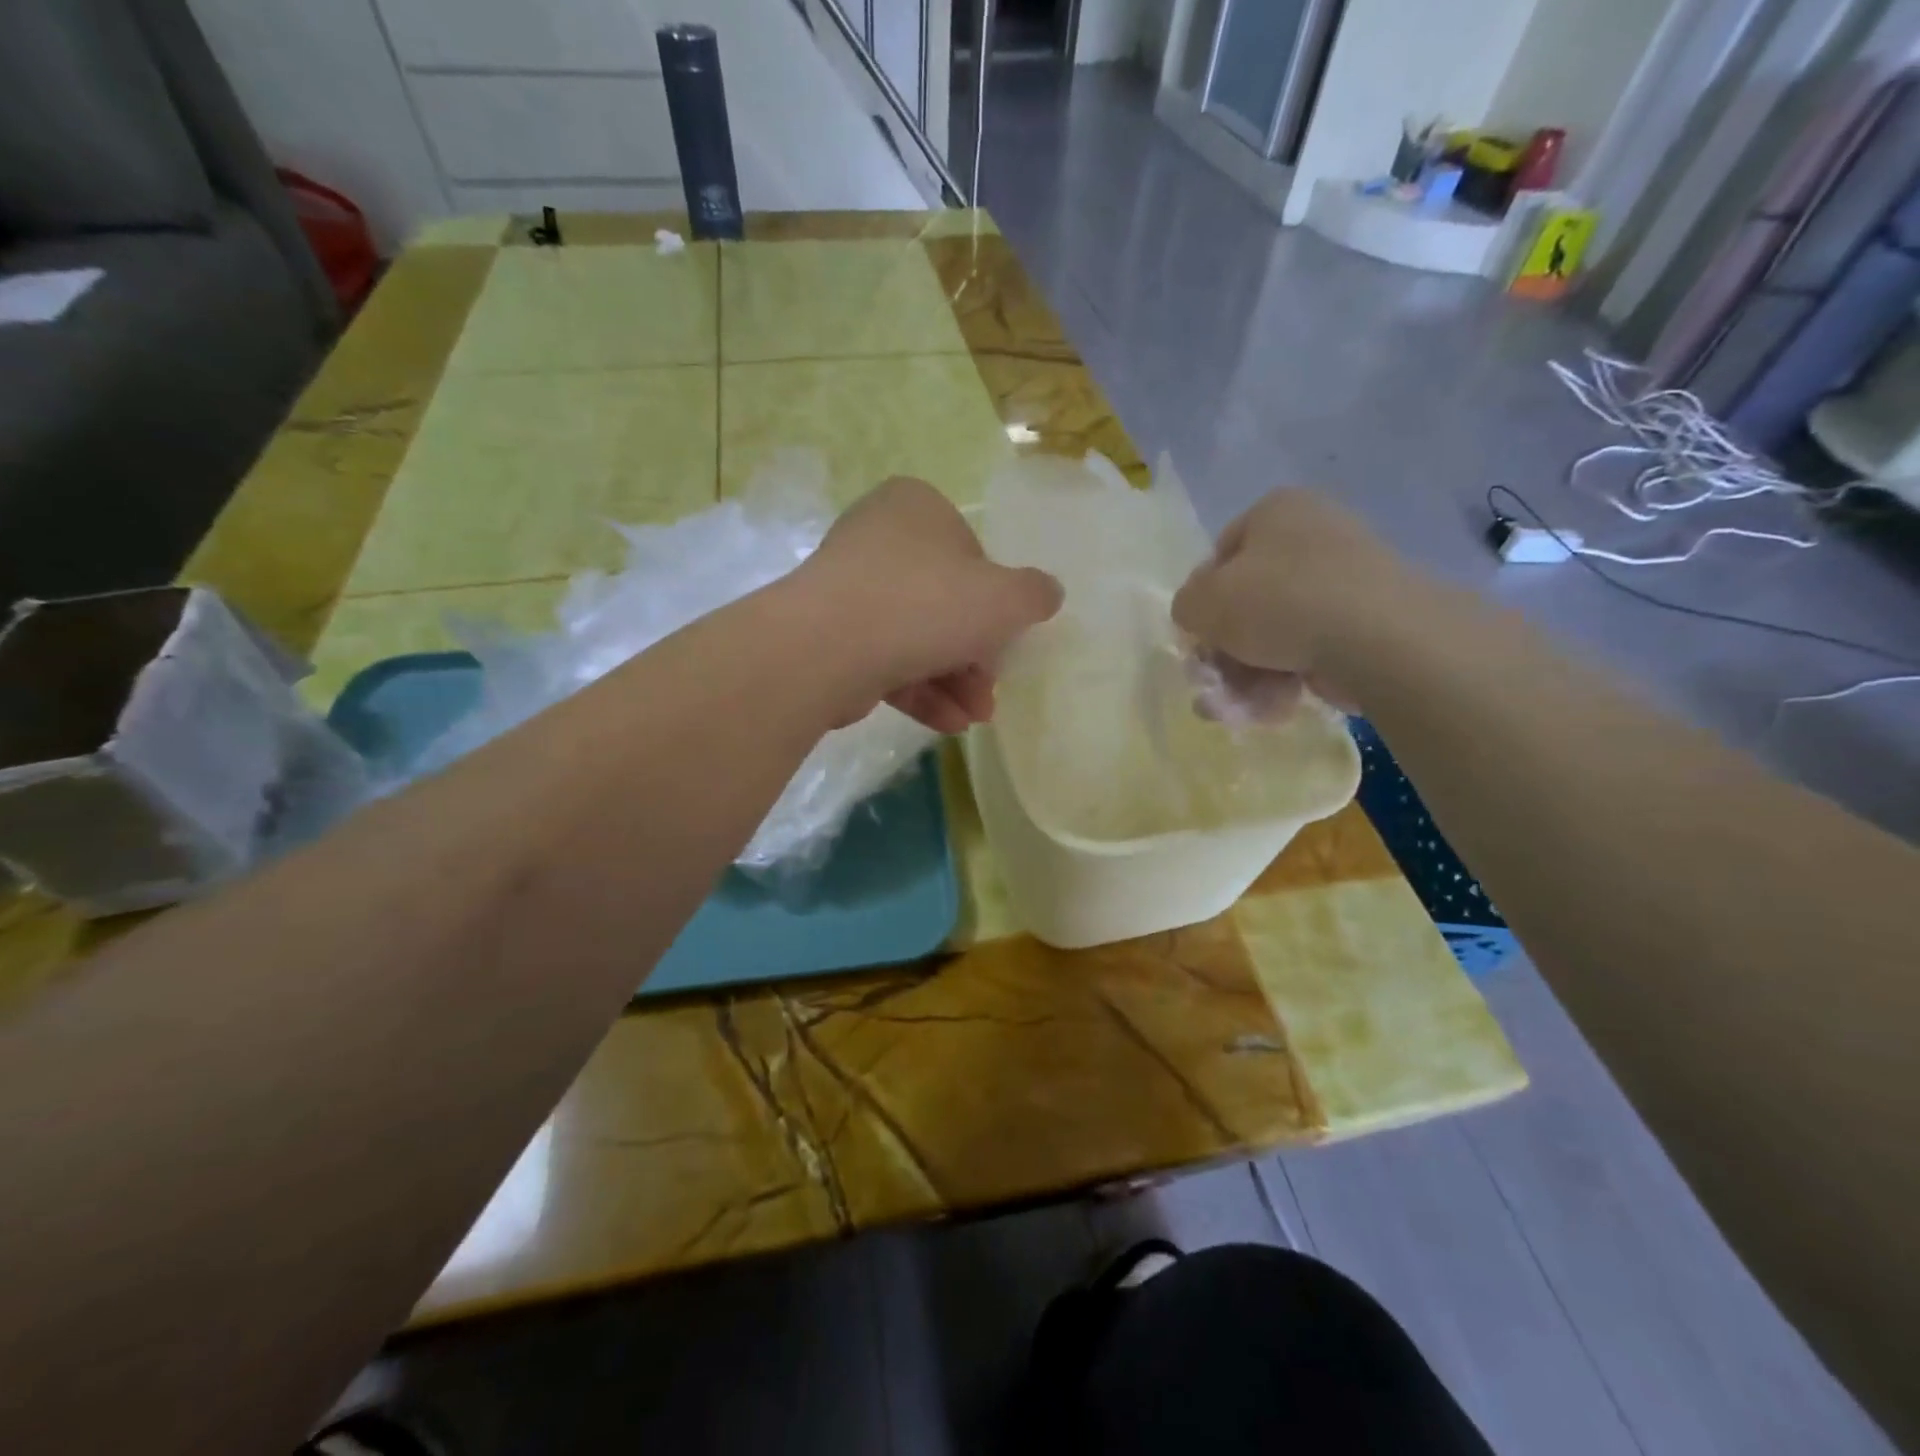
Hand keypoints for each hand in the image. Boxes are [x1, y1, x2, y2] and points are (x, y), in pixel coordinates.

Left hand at [800, 477, 1063, 732]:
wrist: (829, 647)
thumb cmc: (926, 604)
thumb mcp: (1004, 598)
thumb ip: (1034, 594)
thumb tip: (1047, 594)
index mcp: (916, 507)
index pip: (970, 554)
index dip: (994, 602)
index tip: (1005, 639)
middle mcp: (877, 539)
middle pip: (943, 602)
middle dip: (975, 656)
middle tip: (991, 691)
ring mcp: (848, 589)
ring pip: (915, 637)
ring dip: (954, 682)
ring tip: (975, 718)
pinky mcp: (830, 636)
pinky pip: (885, 660)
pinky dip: (920, 691)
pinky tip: (947, 724)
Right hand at [1171, 489, 1418, 713]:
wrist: (1377, 637)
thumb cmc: (1278, 602)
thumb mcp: (1202, 602)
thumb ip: (1186, 606)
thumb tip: (1200, 616)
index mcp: (1277, 510)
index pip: (1220, 556)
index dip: (1202, 602)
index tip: (1199, 639)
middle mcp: (1314, 535)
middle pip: (1248, 602)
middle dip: (1226, 651)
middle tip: (1215, 684)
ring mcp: (1346, 580)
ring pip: (1276, 634)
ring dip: (1249, 676)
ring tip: (1241, 709)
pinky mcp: (1368, 623)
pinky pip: (1311, 650)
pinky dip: (1287, 681)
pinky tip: (1277, 708)